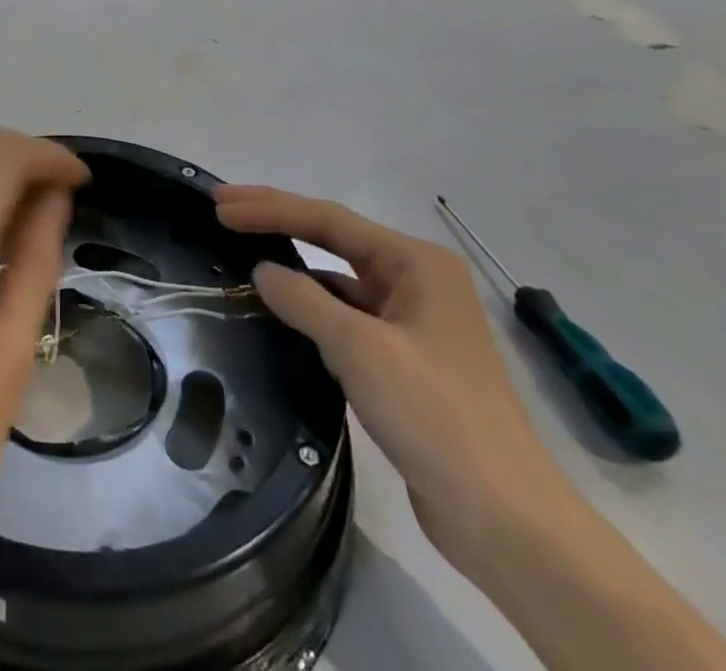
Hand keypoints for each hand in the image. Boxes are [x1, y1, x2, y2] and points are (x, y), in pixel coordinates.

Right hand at [214, 186, 575, 569]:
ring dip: (294, 266)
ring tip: (243, 257)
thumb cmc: (435, 415)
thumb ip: (304, 300)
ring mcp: (413, 321)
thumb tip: (262, 271)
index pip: (328, 219)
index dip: (271, 207)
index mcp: (416, 263)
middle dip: (278, 221)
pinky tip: (282, 313)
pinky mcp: (406, 360)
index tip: (220, 205)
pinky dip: (312, 308)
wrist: (504, 519)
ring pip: (340, 279)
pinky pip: (347, 316)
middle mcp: (417, 281)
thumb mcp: (360, 349)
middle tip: (223, 210)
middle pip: (334, 238)